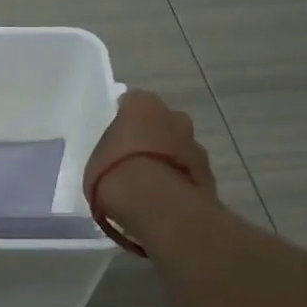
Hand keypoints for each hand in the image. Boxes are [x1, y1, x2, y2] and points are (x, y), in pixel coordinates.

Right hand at [83, 90, 217, 246]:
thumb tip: (115, 156)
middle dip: (154, 137)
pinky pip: (189, 174)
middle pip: (164, 123)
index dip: (125, 120)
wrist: (154, 203)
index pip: (133, 103)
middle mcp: (175, 116)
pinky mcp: (209, 175)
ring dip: (170, 161)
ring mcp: (196, 146)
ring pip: (181, 148)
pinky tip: (164, 200)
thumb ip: (109, 150)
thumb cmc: (114, 171)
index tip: (118, 136)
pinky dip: (180, 182)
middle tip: (135, 159)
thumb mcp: (96, 157)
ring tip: (150, 185)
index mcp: (142, 104)